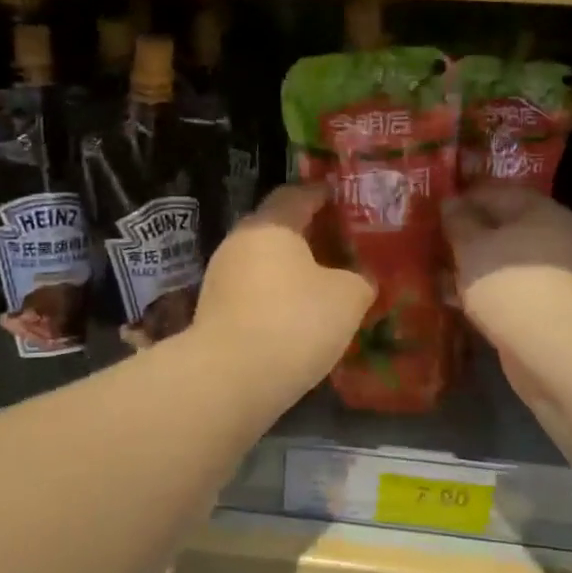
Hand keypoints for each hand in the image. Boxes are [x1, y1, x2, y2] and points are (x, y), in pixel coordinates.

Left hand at [193, 185, 374, 399]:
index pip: (296, 194)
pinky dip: (274, 297)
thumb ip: (359, 279)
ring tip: (321, 283)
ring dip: (289, 269)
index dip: (321, 194)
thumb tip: (359, 278)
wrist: (229, 378)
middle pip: (276, 228)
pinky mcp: (212, 311)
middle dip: (306, 233)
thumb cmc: (294, 321)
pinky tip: (295, 317)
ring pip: (262, 262)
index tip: (340, 198)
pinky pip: (251, 292)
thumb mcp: (348, 297)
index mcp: (270, 225)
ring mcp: (220, 277)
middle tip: (338, 243)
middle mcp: (239, 242)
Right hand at [442, 185, 571, 374]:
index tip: (432, 212)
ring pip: (506, 260)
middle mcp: (554, 235)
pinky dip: (488, 290)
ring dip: (476, 265)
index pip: (494, 192)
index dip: (462, 199)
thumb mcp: (472, 247)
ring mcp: (556, 273)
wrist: (554, 348)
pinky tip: (460, 300)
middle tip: (434, 243)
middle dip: (469, 235)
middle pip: (503, 227)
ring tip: (440, 273)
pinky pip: (512, 288)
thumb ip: (458, 222)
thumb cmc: (509, 283)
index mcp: (540, 210)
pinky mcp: (550, 305)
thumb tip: (451, 202)